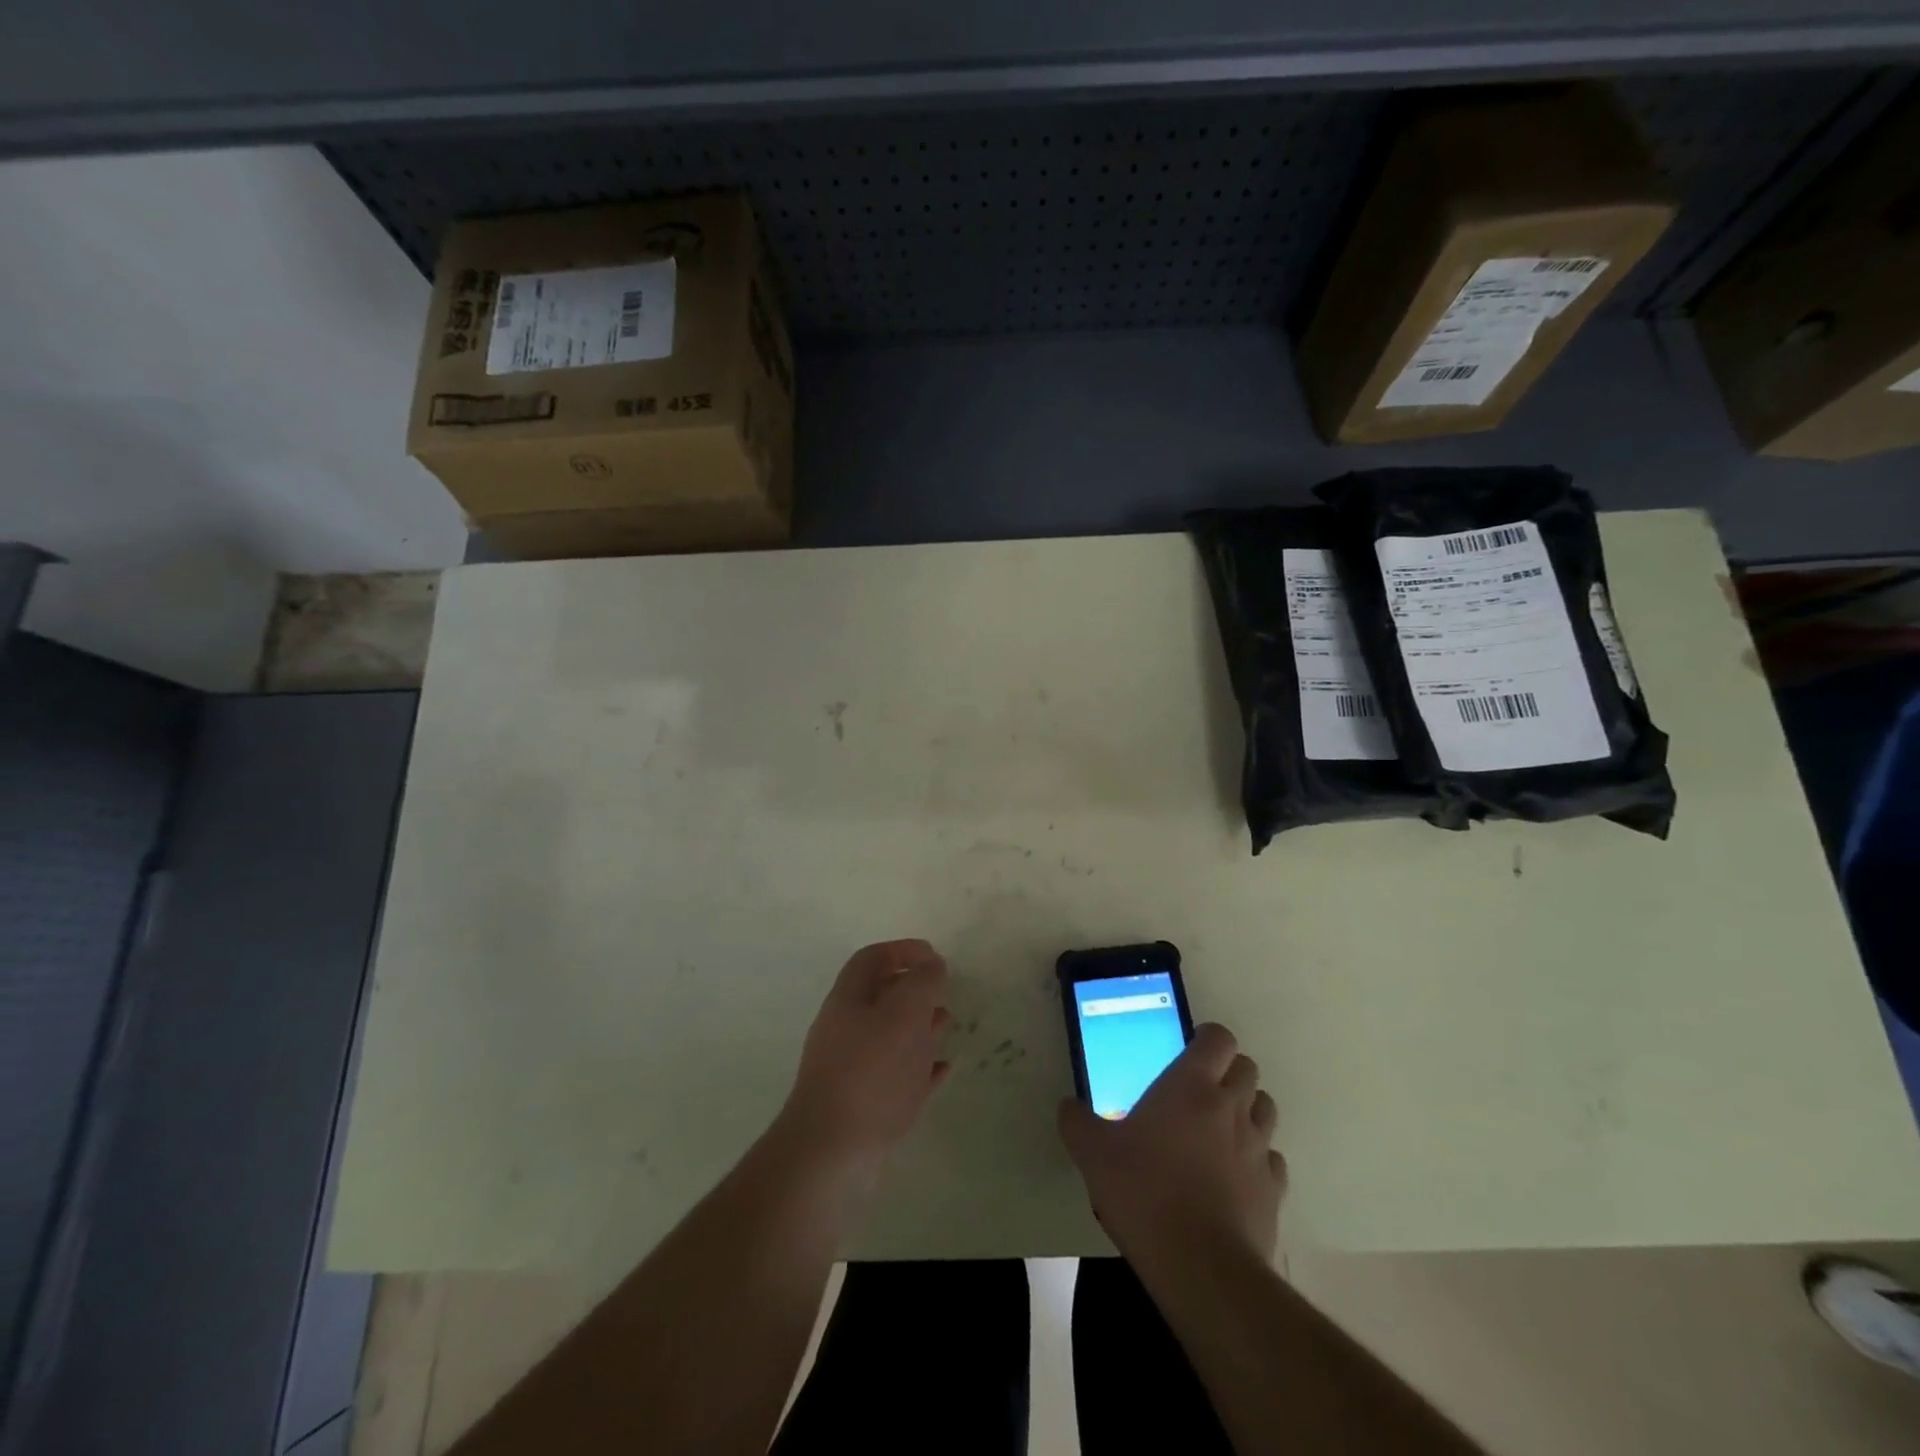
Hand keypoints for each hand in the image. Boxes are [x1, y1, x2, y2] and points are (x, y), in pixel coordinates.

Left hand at [776, 939, 951, 1181]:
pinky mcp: (864, 1106)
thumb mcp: (903, 1016)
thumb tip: (932, 965)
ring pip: (890, 1036)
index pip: (872, 959)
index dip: (903, 950)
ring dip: (919, 1027)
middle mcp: (845, 1029)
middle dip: (914, 989)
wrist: (831, 1156)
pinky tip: (943, 1070)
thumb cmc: (870, 1074)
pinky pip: (897, 1076)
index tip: (935, 956)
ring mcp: (852, 1070)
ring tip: (947, 1025)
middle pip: (881, 996)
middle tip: (945, 992)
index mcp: (848, 1000)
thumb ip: (922, 984)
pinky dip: (920, 1067)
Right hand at [1058, 1022, 1284, 1269]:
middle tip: (1199, 1091)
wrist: (1201, 1267)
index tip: (1189, 1049)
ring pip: (1265, 1108)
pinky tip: (1234, 1176)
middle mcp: (1231, 1107)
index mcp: (1191, 1086)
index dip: (1208, 1038)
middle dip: (1228, 1072)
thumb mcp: (1093, 1154)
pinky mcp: (1274, 1190)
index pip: (1219, 1038)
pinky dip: (1258, 1159)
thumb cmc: (1144, 1193)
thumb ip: (1077, 1123)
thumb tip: (1068, 1107)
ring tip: (1219, 1130)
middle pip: (1247, 1068)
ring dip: (1247, 1110)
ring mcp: (1259, 1148)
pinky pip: (1272, 1159)